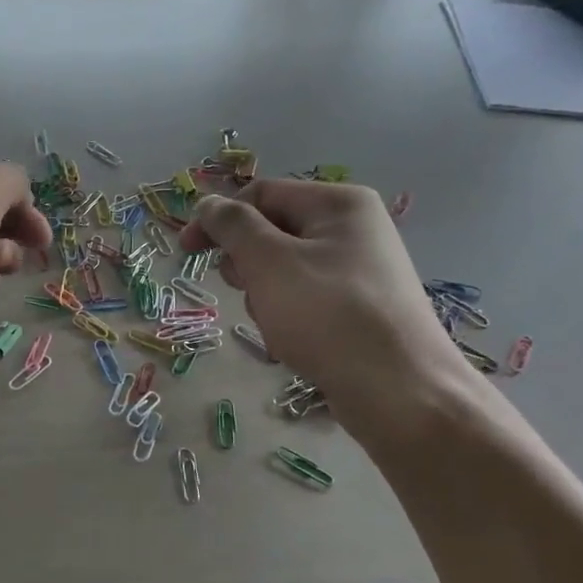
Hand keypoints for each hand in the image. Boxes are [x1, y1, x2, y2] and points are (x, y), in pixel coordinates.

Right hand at [181, 180, 477, 446]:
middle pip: (272, 231)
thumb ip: (232, 226)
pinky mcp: (357, 306)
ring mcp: (358, 268)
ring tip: (276, 323)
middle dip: (246, 262)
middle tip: (246, 291)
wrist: (397, 388)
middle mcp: (353, 228)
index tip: (186, 252)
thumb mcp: (269, 262)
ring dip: (263, 294)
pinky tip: (292, 340)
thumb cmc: (327, 315)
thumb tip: (207, 204)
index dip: (218, 219)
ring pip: (283, 269)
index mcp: (338, 203)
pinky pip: (304, 297)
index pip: (260, 194)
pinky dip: (286, 314)